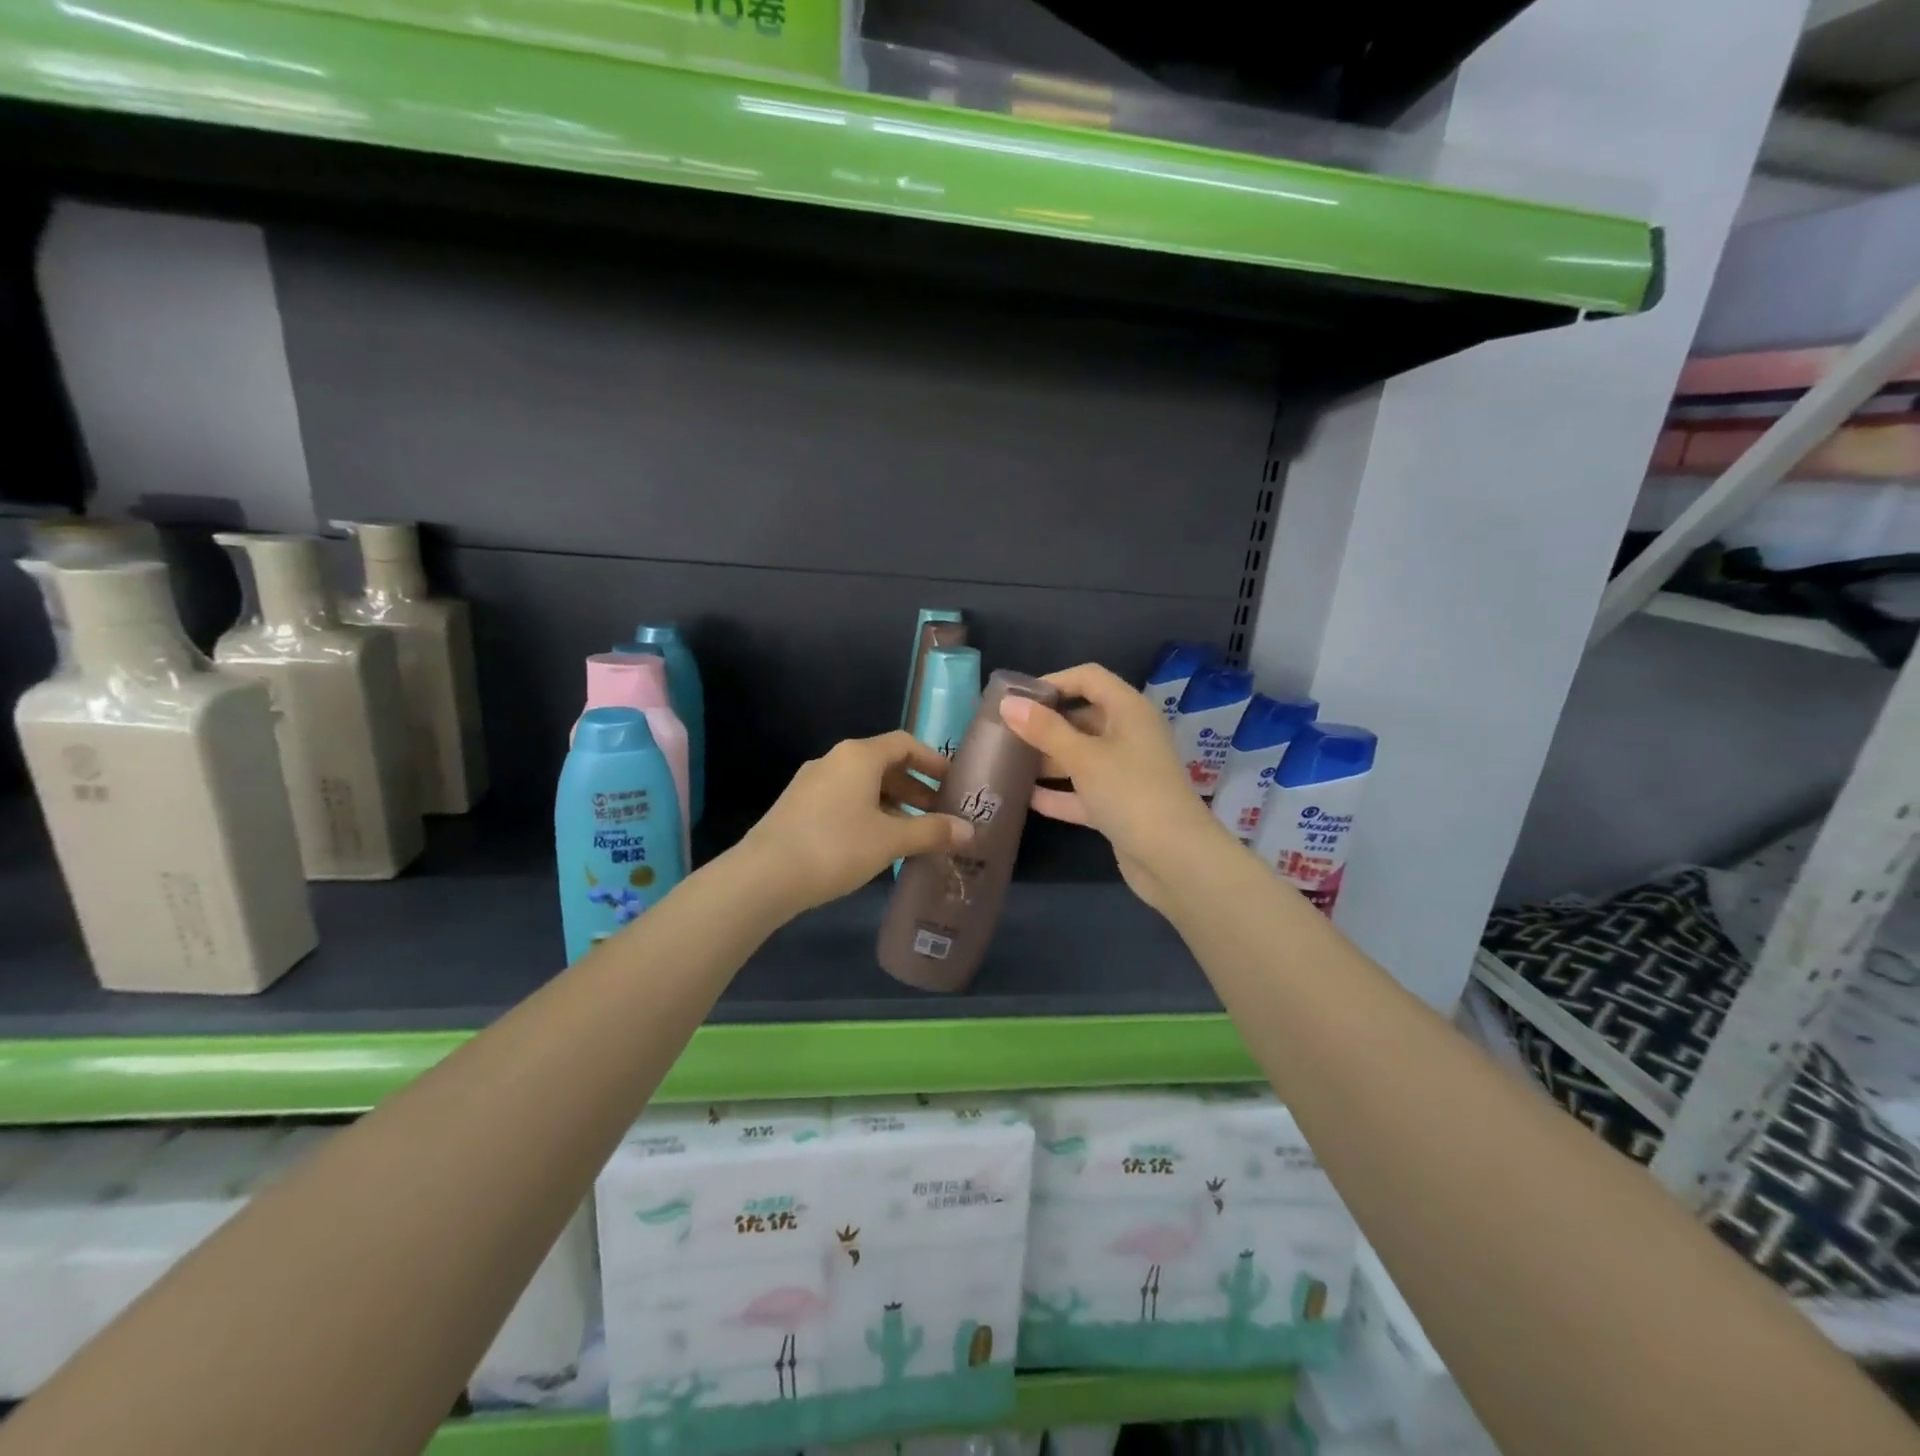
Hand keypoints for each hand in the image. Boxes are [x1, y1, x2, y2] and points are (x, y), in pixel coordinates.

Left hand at [737, 731, 974, 915]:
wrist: (764, 875)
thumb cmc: (836, 847)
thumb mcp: (890, 840)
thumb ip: (932, 832)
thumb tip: (969, 831)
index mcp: (858, 756)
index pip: (904, 744)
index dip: (932, 760)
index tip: (952, 782)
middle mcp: (834, 760)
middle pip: (883, 764)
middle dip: (914, 788)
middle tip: (937, 814)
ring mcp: (811, 783)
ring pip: (862, 785)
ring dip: (891, 804)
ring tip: (910, 834)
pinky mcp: (797, 806)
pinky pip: (842, 800)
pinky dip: (867, 813)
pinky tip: (874, 844)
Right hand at [999, 664, 1224, 913]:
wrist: (1174, 859)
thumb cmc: (1129, 792)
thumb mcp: (1083, 757)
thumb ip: (1044, 730)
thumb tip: (1008, 704)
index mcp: (1128, 711)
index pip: (1089, 678)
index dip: (1054, 681)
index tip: (1017, 698)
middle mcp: (1129, 736)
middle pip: (1081, 718)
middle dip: (1044, 724)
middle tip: (1004, 732)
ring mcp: (1125, 773)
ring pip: (1080, 756)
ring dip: (1047, 759)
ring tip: (1005, 762)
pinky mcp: (1119, 806)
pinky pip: (1082, 791)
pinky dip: (1058, 792)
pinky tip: (1024, 798)